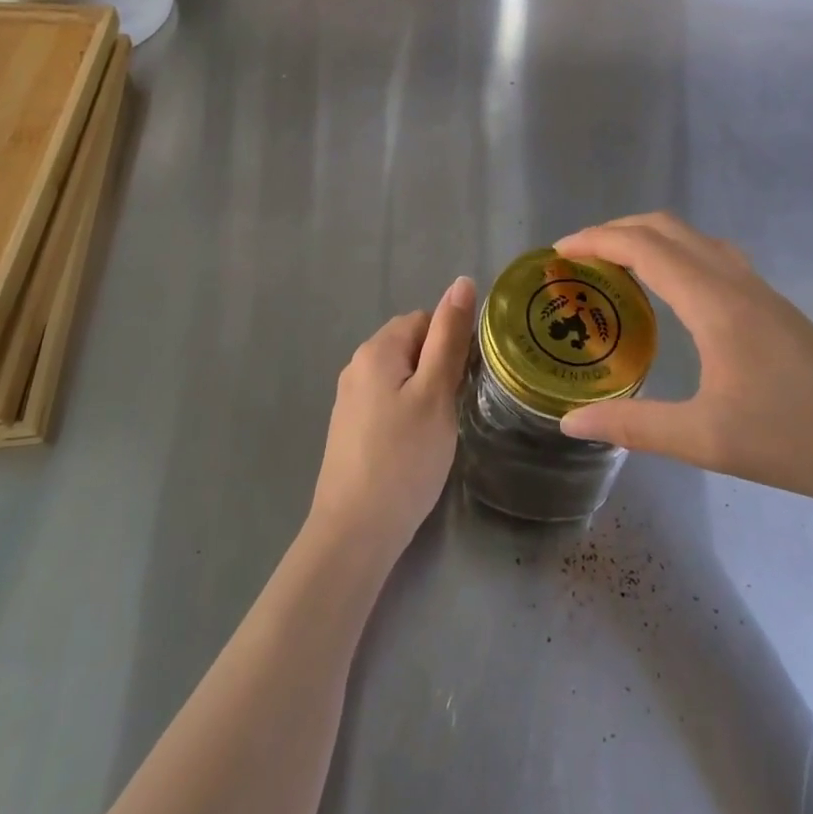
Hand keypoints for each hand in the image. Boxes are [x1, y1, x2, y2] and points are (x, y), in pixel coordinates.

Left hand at [309, 276, 476, 561]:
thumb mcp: (436, 393)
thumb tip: (461, 281)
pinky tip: (414, 447)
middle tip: (453, 409)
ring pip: (401, 376)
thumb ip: (450, 337)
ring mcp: (349, 398)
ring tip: (436, 431)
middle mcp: (357, 365)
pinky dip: (406, 414)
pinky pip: (387, 402)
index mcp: (377, 348)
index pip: (426, 320)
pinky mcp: (349, 428)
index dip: (451, 346)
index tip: (463, 383)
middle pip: (411, 346)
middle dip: (437, 369)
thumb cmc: (404, 458)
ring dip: (424, 393)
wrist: (355, 532)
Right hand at [554, 213, 812, 509]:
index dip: (595, 241)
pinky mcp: (770, 303)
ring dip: (647, 238)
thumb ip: (634, 426)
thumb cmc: (794, 439)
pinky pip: (709, 254)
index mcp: (713, 302)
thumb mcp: (705, 440)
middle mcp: (733, 280)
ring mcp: (757, 288)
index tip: (559, 253)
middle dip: (615, 230)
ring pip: (691, 237)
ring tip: (615, 266)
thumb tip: (570, 424)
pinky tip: (670, 289)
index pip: (643, 247)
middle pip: (665, 227)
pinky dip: (673, 252)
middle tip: (578, 257)